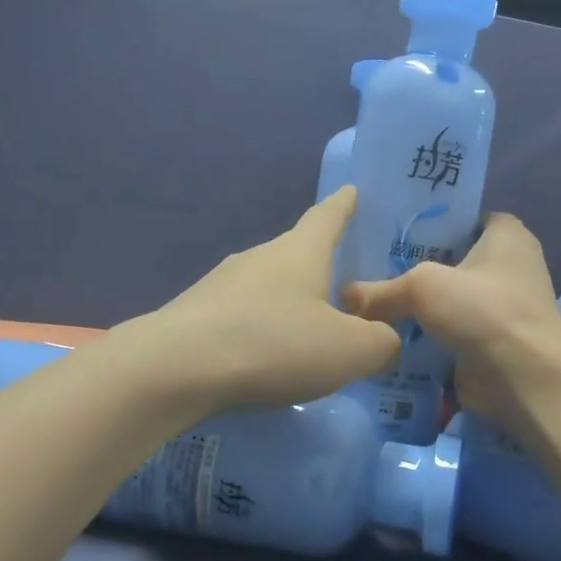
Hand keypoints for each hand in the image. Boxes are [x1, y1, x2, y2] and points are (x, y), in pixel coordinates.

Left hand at [132, 187, 402, 413]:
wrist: (175, 369)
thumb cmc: (274, 345)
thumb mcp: (350, 351)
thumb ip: (382, 342)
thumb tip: (385, 339)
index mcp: (300, 252)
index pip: (328, 216)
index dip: (345, 205)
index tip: (353, 191)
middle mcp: (260, 257)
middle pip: (298, 252)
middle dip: (321, 265)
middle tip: (347, 286)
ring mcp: (222, 283)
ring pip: (267, 285)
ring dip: (289, 301)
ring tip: (308, 330)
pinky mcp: (196, 314)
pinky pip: (242, 314)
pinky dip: (261, 328)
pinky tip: (266, 356)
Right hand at [343, 212, 560, 433]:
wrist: (524, 379)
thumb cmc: (483, 310)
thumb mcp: (423, 287)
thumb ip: (381, 290)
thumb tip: (344, 297)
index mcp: (506, 235)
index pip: (463, 217)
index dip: (429, 220)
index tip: (389, 228)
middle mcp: (508, 266)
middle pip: (450, 259)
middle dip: (414, 266)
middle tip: (367, 267)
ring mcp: (500, 307)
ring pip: (447, 299)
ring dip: (417, 306)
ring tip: (368, 301)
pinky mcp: (489, 342)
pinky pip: (448, 331)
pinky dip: (424, 336)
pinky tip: (386, 335)